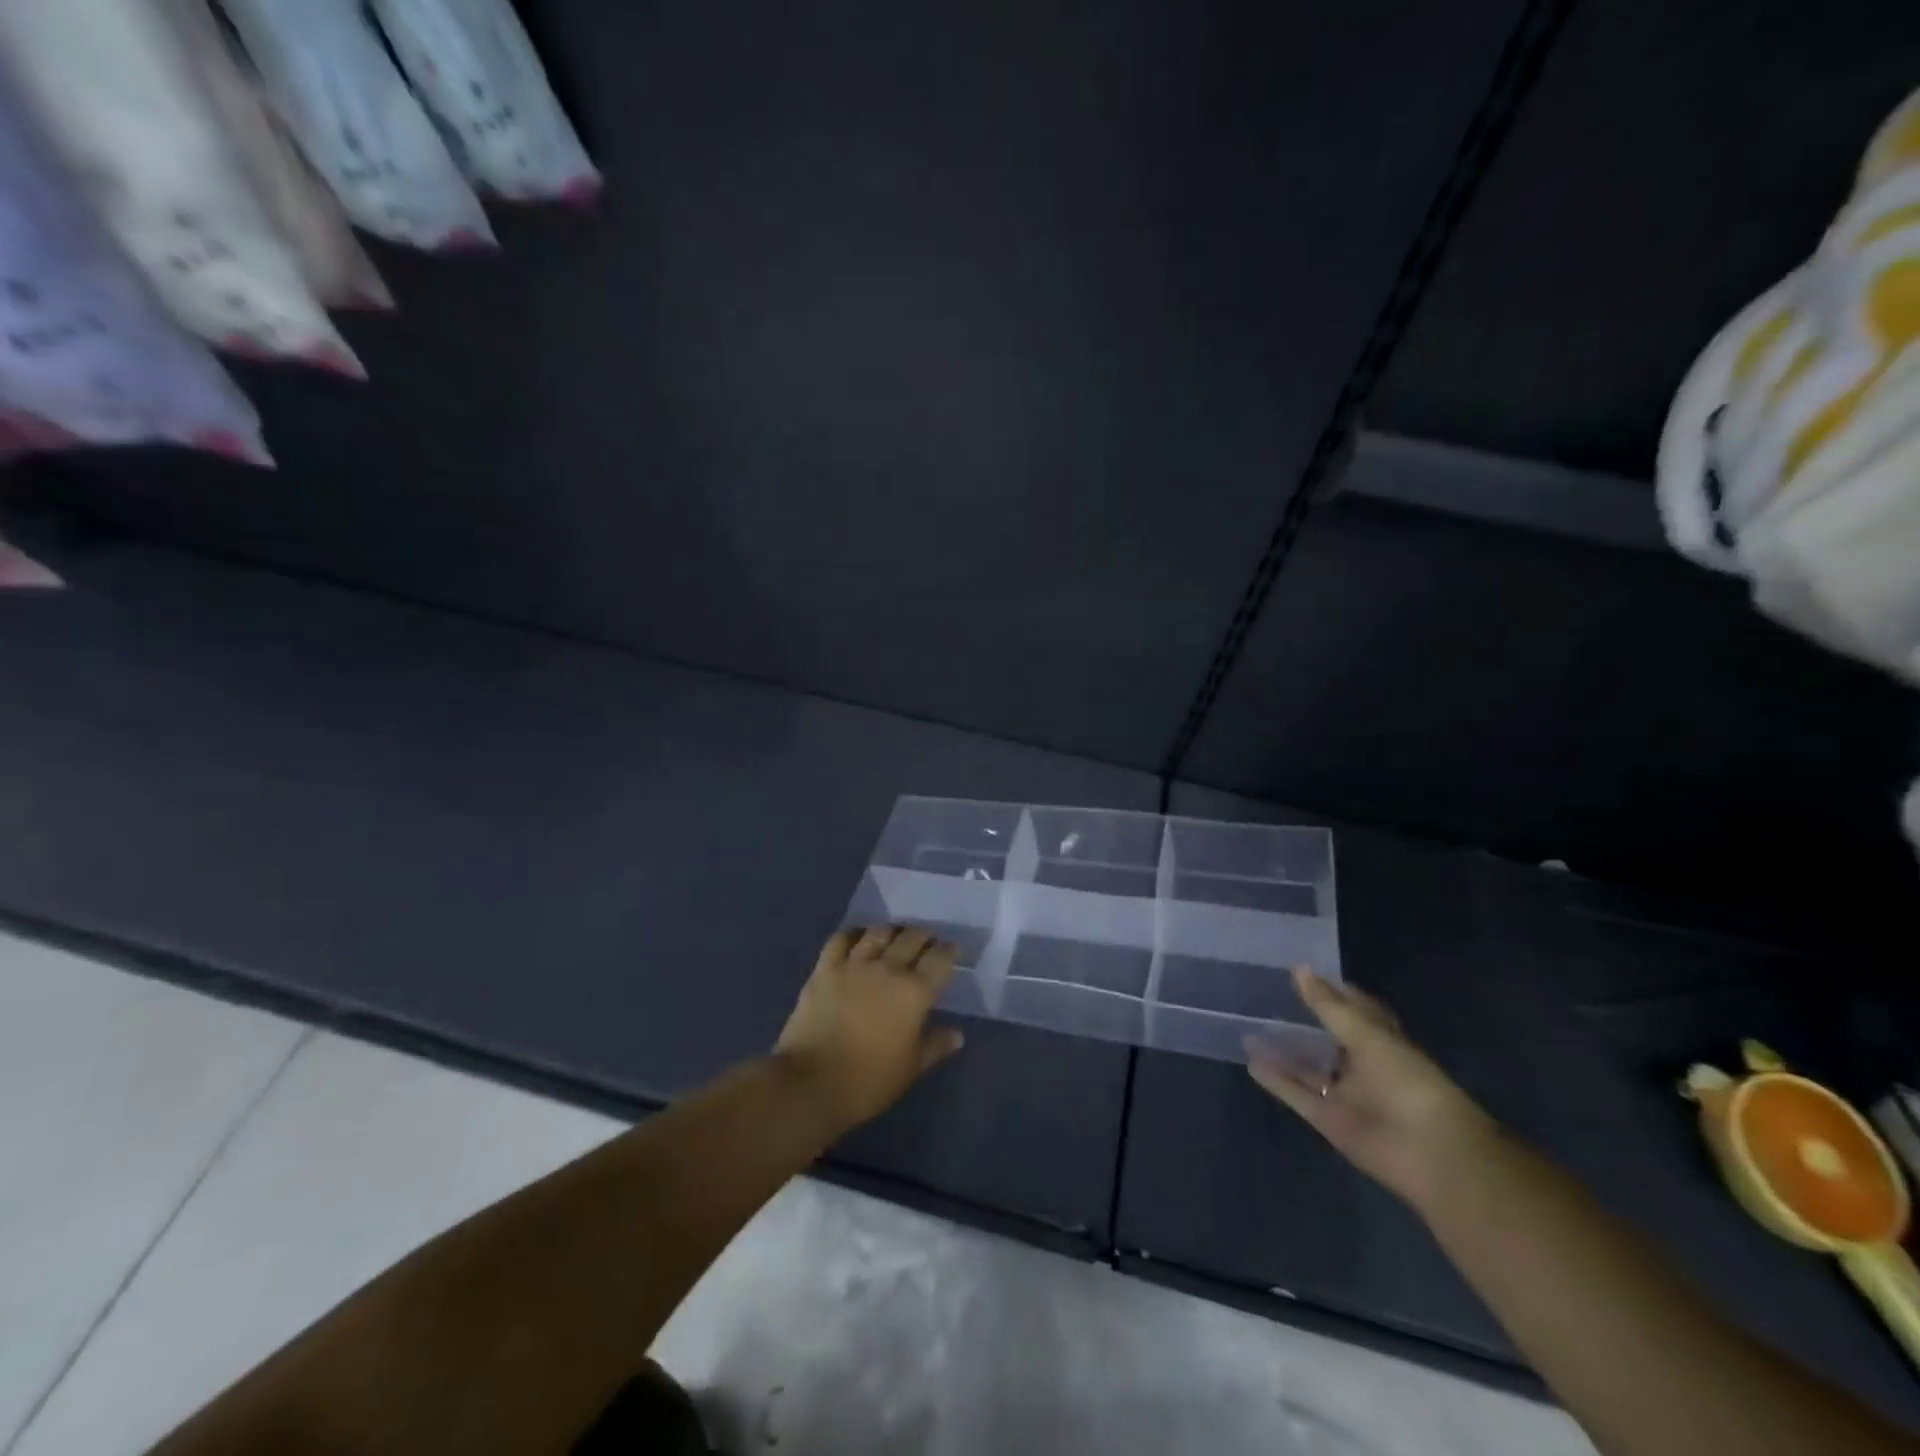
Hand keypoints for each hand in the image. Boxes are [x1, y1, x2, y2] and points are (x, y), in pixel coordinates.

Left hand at [775, 926, 964, 1129]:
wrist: (812, 1082)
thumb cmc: (869, 1081)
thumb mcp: (911, 1068)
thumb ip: (936, 1045)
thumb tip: (957, 1034)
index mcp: (915, 992)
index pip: (940, 959)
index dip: (949, 951)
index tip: (952, 950)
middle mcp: (888, 968)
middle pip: (911, 938)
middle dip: (924, 936)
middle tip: (927, 941)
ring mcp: (854, 964)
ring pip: (879, 932)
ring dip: (892, 930)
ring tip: (896, 934)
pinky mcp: (825, 968)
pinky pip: (841, 939)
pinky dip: (854, 933)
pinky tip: (858, 937)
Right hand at [1246, 967, 1496, 1209]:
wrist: (1430, 1153)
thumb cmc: (1407, 1082)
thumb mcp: (1366, 1035)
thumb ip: (1328, 1005)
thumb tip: (1299, 969)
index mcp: (1383, 1041)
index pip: (1357, 1010)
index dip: (1334, 992)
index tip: (1303, 975)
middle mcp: (1364, 1066)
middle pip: (1329, 1040)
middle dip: (1303, 1023)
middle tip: (1266, 1000)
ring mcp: (1346, 1094)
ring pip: (1309, 1068)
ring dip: (1283, 1052)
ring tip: (1249, 1030)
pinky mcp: (1330, 1120)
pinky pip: (1298, 1095)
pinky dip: (1277, 1081)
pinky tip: (1251, 1063)